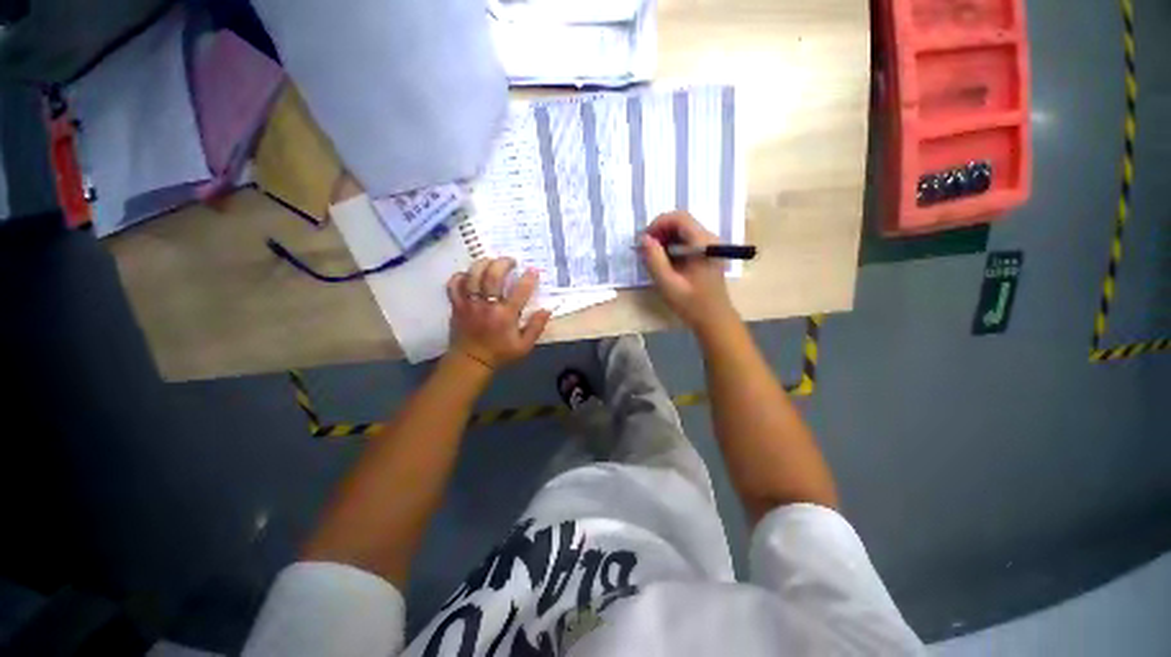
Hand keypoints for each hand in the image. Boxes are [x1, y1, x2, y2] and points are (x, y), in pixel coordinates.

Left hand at [446, 257, 551, 370]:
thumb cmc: (500, 353)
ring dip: (483, 263)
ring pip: (473, 275)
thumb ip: (536, 327)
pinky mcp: (456, 305)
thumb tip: (547, 310)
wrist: (471, 362)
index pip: (519, 291)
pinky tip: (469, 274)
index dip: (528, 278)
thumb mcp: (524, 346)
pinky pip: (454, 284)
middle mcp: (487, 305)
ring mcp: (469, 303)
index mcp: (505, 315)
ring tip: (491, 261)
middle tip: (511, 261)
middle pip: (492, 275)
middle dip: (503, 263)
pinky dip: (461, 275)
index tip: (533, 270)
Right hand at [640, 211, 738, 334]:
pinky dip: (672, 246)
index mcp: (702, 243)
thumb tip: (644, 238)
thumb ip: (654, 259)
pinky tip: (665, 262)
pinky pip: (686, 240)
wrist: (714, 319)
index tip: (644, 241)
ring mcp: (709, 245)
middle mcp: (709, 238)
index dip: (658, 224)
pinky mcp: (707, 253)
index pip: (679, 217)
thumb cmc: (691, 304)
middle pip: (681, 222)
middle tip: (646, 250)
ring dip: (665, 239)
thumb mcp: (668, 284)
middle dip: (660, 232)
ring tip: (653, 257)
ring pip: (683, 230)